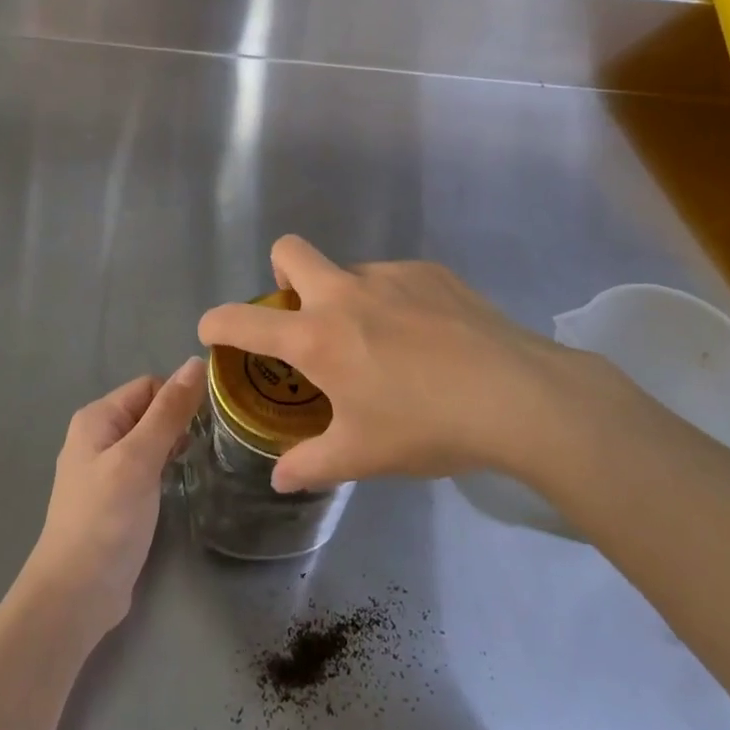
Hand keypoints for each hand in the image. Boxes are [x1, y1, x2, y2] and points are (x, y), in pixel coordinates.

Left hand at [20, 358, 204, 646]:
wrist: (75, 595)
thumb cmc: (106, 519)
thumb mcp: (139, 459)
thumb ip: (168, 412)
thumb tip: (196, 362)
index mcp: (97, 418)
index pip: (149, 386)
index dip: (178, 398)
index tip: (206, 423)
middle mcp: (97, 436)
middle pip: (149, 411)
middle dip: (177, 422)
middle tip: (206, 446)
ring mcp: (104, 469)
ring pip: (149, 440)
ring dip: (173, 446)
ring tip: (196, 464)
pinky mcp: (114, 498)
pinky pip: (145, 467)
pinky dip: (163, 470)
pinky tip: (177, 485)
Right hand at [198, 236, 638, 493]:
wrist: (518, 396)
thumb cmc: (427, 427)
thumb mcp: (362, 456)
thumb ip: (309, 465)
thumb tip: (279, 478)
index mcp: (317, 338)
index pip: (243, 321)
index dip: (217, 323)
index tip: (212, 332)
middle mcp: (344, 293)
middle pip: (288, 250)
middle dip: (281, 276)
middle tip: (307, 321)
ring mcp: (389, 275)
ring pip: (347, 271)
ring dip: (348, 299)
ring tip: (386, 346)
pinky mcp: (430, 272)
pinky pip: (393, 280)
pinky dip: (394, 303)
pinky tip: (428, 340)